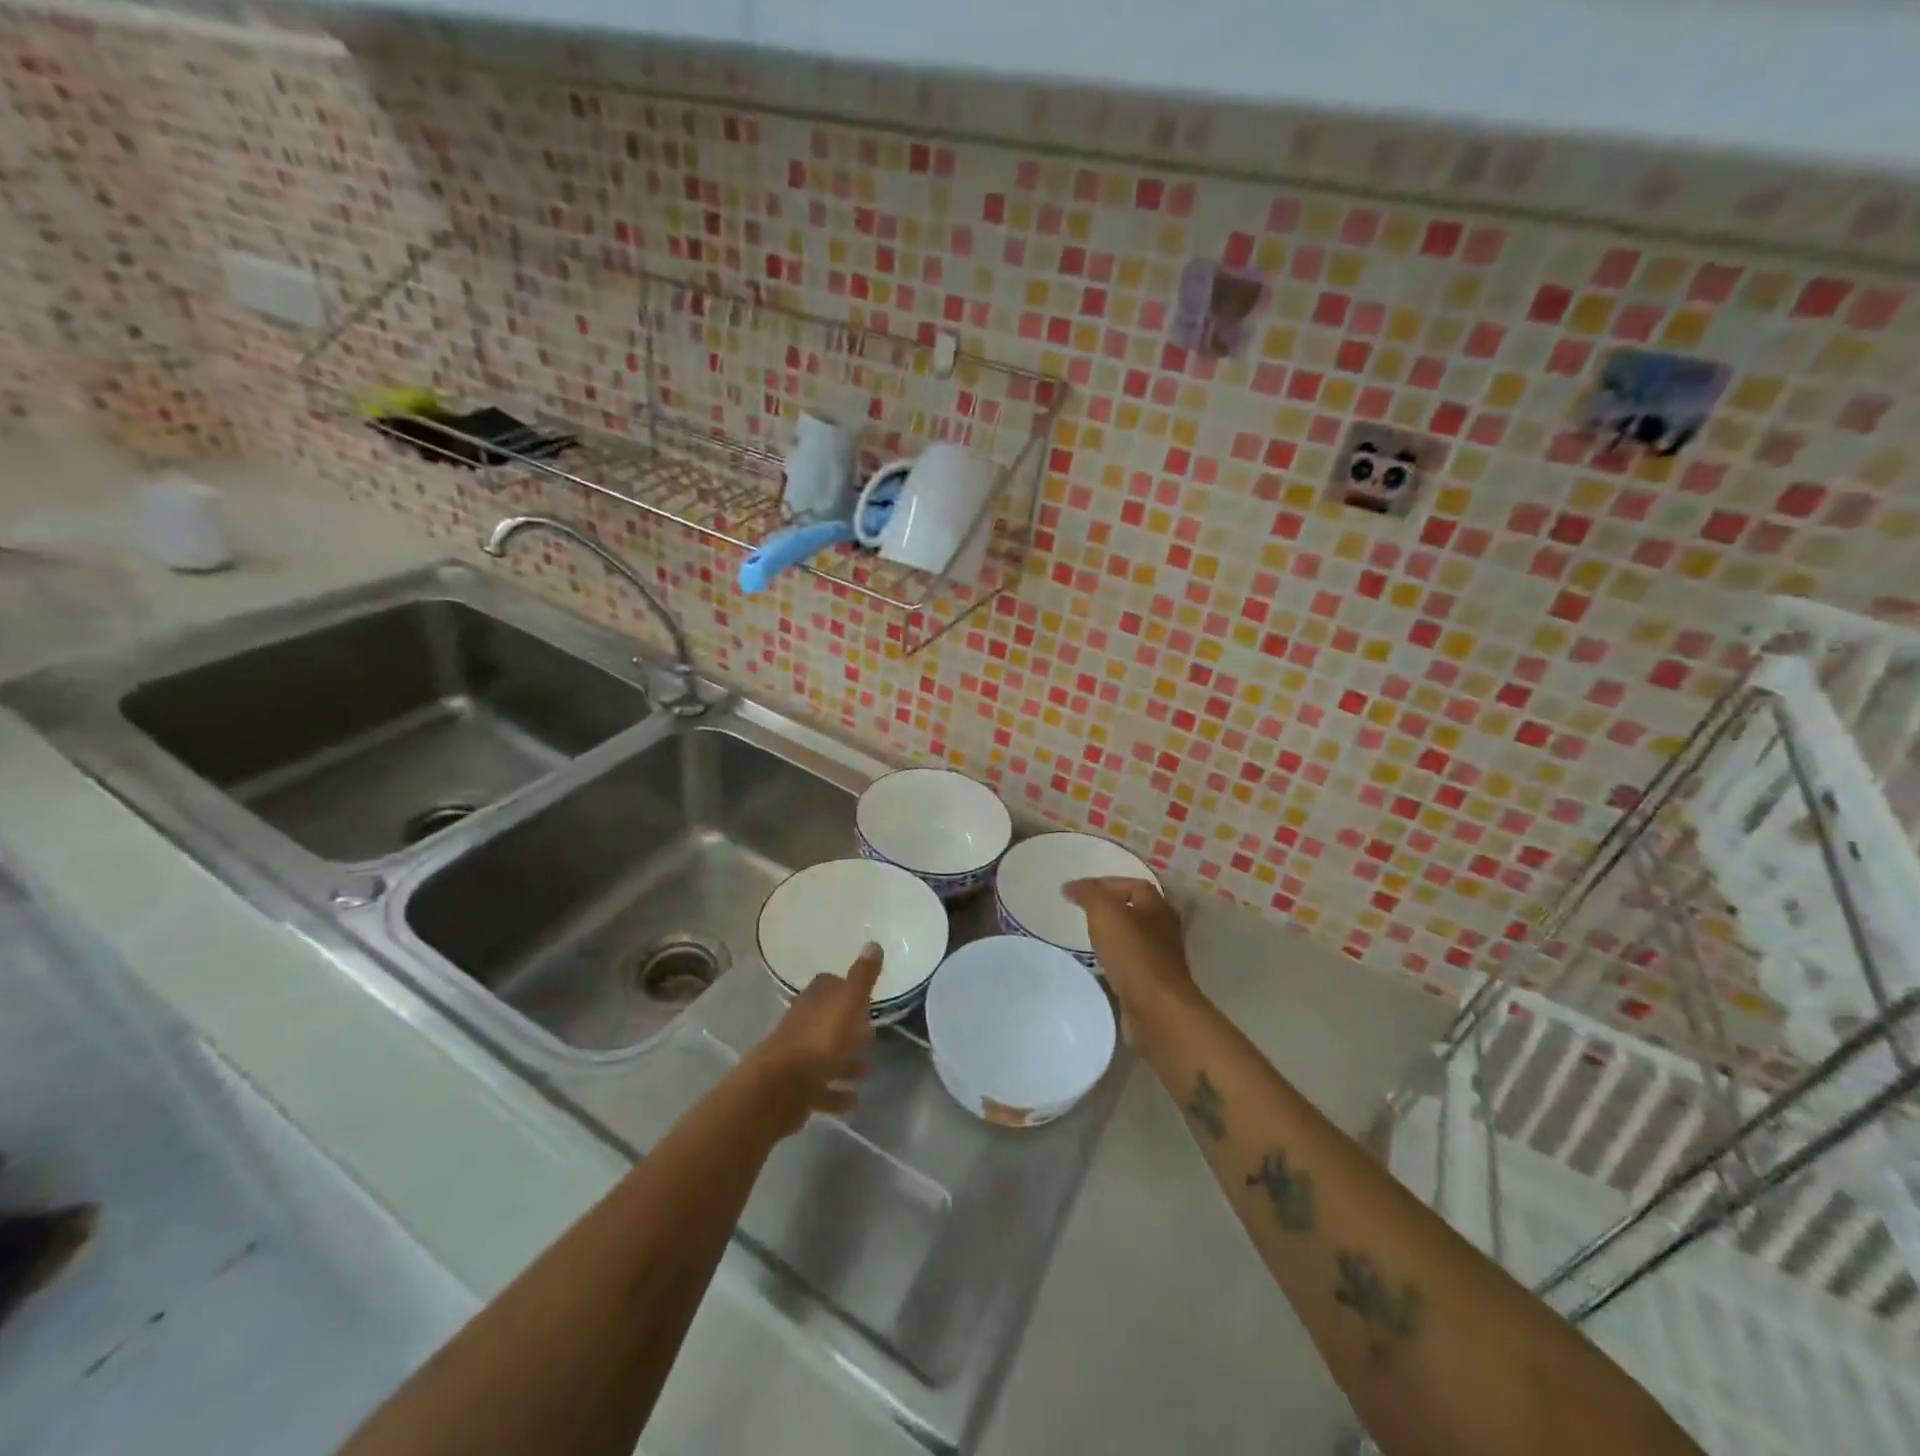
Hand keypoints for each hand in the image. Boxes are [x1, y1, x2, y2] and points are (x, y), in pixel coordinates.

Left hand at [746, 942, 883, 1133]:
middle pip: (829, 1021)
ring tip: (869, 1071)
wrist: (779, 1088)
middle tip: (872, 1036)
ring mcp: (798, 1056)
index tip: (867, 1000)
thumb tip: (873, 943)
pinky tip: (853, 1099)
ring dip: (846, 1063)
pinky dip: (836, 1093)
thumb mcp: (848, 1003)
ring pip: (826, 1056)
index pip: (831, 985)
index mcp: (815, 1000)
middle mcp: (803, 1023)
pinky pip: (821, 1088)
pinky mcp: (796, 1088)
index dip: (848, 990)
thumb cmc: (819, 1041)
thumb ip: (862, 977)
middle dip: (850, 1028)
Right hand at [1063, 878, 1200, 1045]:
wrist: (1156, 1009)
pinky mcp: (1152, 985)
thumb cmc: (1133, 953)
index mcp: (1157, 907)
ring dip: (1111, 937)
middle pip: (1135, 911)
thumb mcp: (1105, 913)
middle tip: (1081, 912)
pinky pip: (1129, 965)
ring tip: (1085, 938)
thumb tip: (1070, 886)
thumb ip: (1088, 894)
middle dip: (1109, 910)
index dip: (1105, 884)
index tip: (1077, 891)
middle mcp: (1163, 930)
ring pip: (1132, 939)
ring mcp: (1160, 959)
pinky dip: (1113, 961)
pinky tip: (1097, 966)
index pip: (1132, 885)